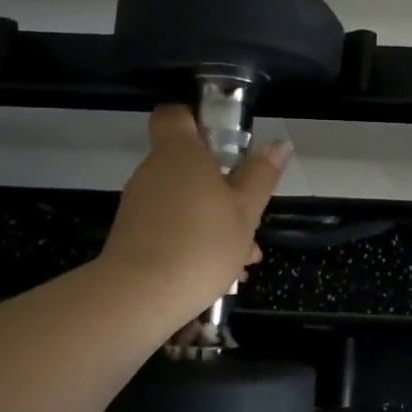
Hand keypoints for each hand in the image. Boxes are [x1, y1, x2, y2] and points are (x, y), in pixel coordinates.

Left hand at [101, 105, 290, 312]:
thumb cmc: (202, 242)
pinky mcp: (133, 236)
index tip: (225, 140)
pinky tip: (222, 273)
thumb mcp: (246, 209)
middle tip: (250, 213)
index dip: (198, 119)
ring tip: (245, 257)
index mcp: (180, 153)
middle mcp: (153, 171)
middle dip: (222, 186)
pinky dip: (195, 240)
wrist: (140, 296)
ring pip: (185, 200)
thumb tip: (279, 144)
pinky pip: (172, 226)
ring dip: (215, 220)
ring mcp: (140, 205)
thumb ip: (261, 175)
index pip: (175, 115)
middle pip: (188, 164)